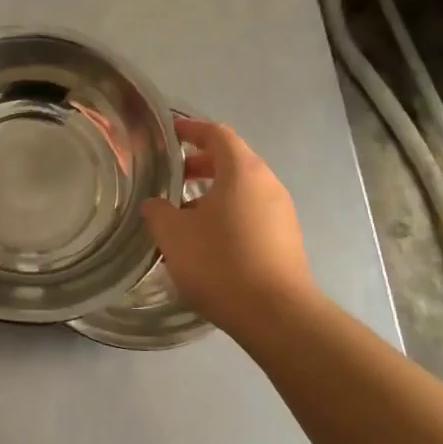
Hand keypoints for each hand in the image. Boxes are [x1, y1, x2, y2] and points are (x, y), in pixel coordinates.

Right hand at [141, 118, 316, 331]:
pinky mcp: (286, 238)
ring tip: (185, 214)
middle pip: (233, 160)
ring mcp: (282, 212)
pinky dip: (229, 213)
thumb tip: (155, 205)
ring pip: (243, 189)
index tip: (170, 135)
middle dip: (201, 163)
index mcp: (242, 170)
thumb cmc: (221, 263)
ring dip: (214, 192)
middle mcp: (268, 183)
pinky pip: (253, 212)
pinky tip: (208, 240)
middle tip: (173, 177)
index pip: (217, 134)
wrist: (276, 314)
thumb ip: (158, 212)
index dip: (192, 130)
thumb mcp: (174, 235)